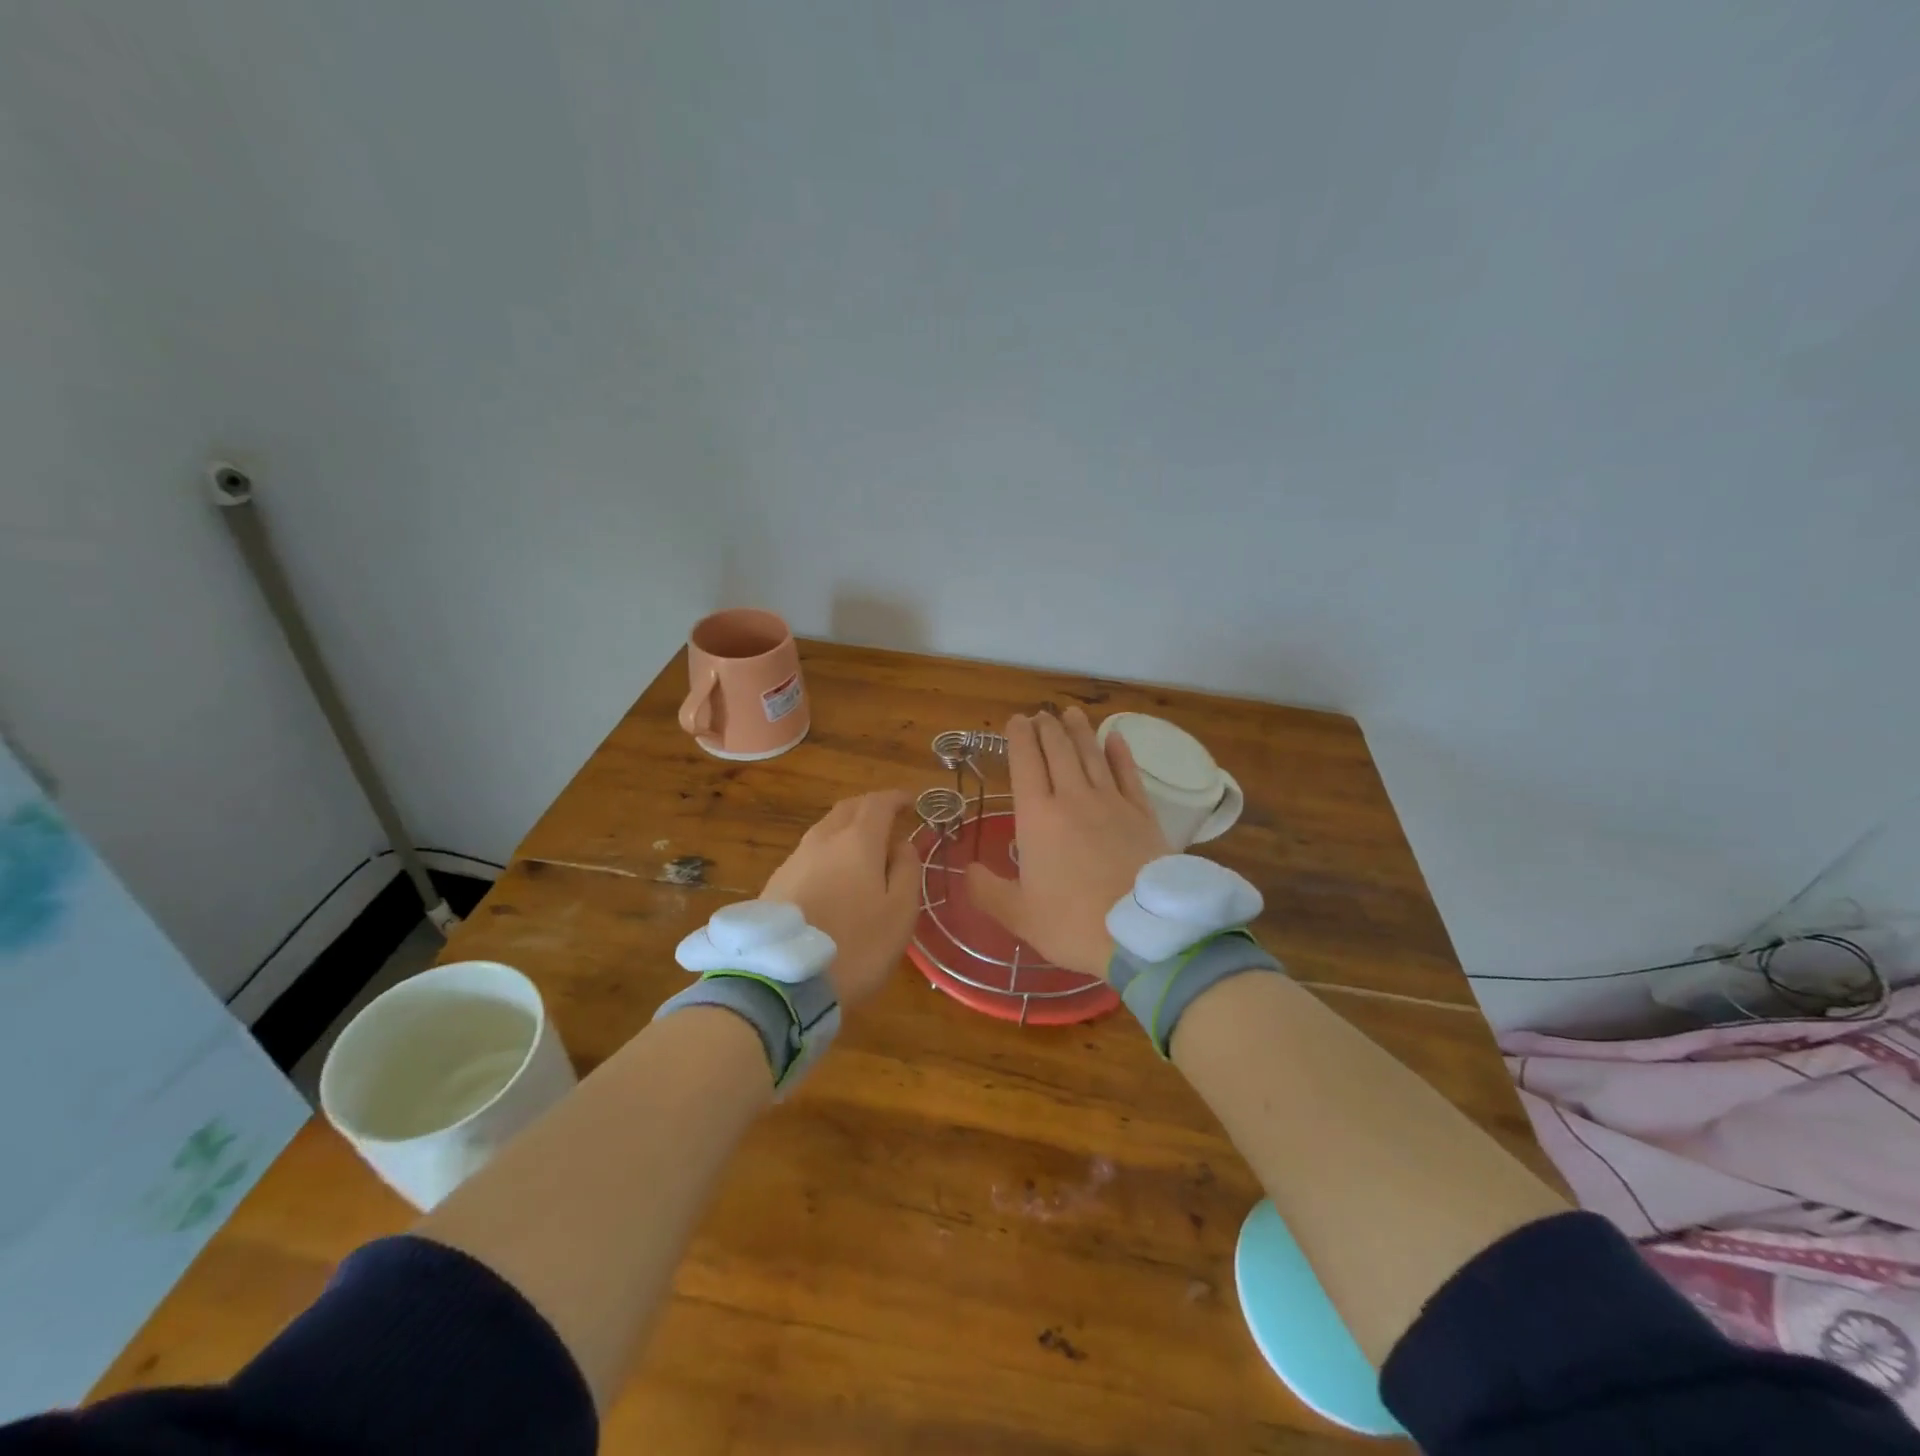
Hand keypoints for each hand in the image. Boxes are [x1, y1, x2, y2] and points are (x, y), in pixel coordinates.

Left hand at [761, 790, 920, 1008]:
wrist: (783, 981)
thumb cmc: (857, 945)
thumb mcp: (901, 912)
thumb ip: (907, 870)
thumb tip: (902, 845)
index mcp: (857, 841)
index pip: (879, 803)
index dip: (897, 798)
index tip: (912, 802)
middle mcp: (823, 840)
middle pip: (848, 809)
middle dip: (871, 808)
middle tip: (889, 820)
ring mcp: (795, 860)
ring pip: (825, 829)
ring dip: (848, 830)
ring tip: (864, 850)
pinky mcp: (777, 883)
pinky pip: (810, 854)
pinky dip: (829, 852)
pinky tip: (835, 876)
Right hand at [966, 708, 1168, 979]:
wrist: (1143, 933)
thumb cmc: (1072, 924)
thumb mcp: (1019, 915)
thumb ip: (987, 891)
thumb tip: (968, 870)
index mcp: (1037, 817)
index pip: (1026, 763)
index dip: (1020, 738)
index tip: (1017, 720)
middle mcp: (1073, 798)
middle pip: (1059, 751)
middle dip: (1047, 728)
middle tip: (1042, 714)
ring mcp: (1112, 803)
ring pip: (1092, 755)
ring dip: (1080, 731)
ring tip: (1071, 713)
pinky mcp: (1143, 814)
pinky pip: (1129, 774)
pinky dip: (1120, 753)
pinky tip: (1116, 739)